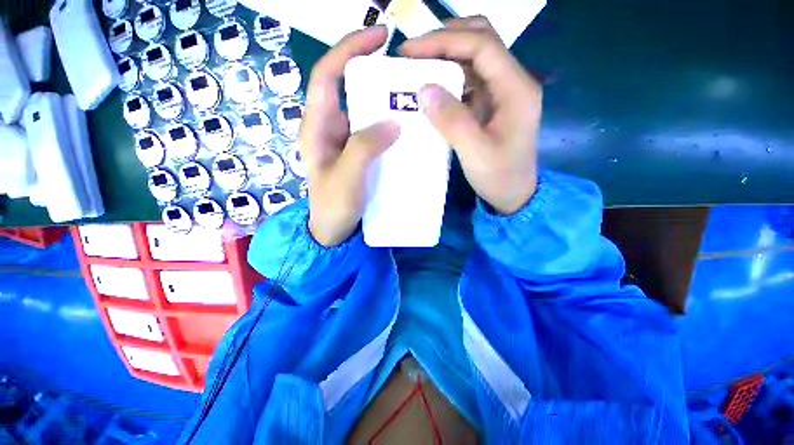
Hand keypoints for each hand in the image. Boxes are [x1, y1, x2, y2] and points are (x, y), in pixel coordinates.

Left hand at [301, 26, 400, 245]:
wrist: (333, 231)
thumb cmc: (333, 207)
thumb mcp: (346, 178)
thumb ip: (364, 148)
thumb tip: (392, 123)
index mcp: (317, 127)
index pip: (328, 75)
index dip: (350, 49)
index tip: (379, 36)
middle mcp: (330, 128)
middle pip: (348, 88)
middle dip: (372, 72)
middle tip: (403, 71)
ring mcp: (345, 142)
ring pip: (363, 110)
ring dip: (383, 100)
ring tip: (409, 97)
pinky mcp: (358, 155)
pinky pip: (373, 131)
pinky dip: (388, 124)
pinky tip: (405, 128)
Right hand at [400, 17, 541, 214]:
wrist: (514, 195)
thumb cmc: (500, 177)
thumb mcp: (476, 153)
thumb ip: (452, 121)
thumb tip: (424, 89)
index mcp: (516, 89)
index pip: (482, 45)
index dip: (444, 41)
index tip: (410, 50)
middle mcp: (513, 82)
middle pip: (481, 41)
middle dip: (445, 40)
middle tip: (413, 54)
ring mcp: (502, 93)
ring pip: (473, 59)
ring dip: (445, 58)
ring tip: (416, 68)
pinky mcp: (491, 105)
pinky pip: (469, 82)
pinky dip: (448, 79)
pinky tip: (431, 89)